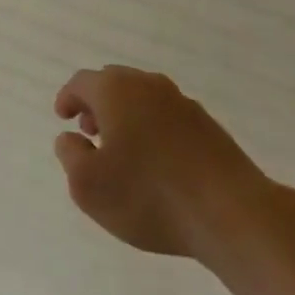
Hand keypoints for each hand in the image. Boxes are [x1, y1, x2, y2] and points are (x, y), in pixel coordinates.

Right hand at [54, 66, 271, 259]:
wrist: (231, 212)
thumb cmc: (149, 195)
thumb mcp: (88, 186)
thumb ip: (70, 155)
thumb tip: (71, 138)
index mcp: (116, 90)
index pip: (82, 82)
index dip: (68, 98)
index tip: (62, 117)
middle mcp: (148, 85)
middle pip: (114, 84)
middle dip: (97, 104)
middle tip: (90, 131)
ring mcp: (182, 103)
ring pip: (143, 99)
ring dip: (126, 117)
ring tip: (122, 151)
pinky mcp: (208, 126)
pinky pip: (168, 117)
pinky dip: (153, 130)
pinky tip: (156, 163)